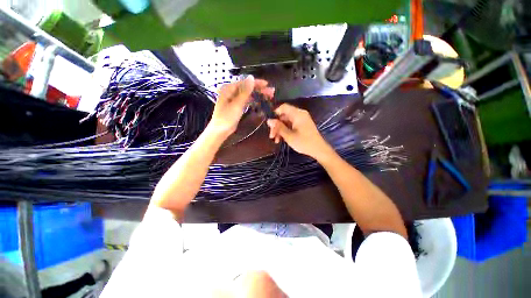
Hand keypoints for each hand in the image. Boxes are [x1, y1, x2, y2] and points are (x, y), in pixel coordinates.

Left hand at [208, 75, 273, 137]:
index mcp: (229, 88)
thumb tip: (251, 77)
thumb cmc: (227, 117)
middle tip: (271, 92)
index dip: (256, 83)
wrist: (220, 131)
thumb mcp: (237, 104)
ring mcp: (234, 99)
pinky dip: (254, 100)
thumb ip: (244, 91)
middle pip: (247, 88)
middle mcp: (231, 91)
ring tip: (268, 96)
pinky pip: (247, 100)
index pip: (245, 82)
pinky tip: (260, 101)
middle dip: (259, 89)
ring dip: (258, 94)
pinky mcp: (237, 106)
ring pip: (248, 94)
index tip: (267, 84)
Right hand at [266, 104, 331, 158]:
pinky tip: (281, 139)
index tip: (270, 124)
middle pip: (284, 116)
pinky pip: (291, 125)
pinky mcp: (302, 125)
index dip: (275, 114)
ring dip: (280, 130)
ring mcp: (301, 120)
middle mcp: (299, 114)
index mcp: (297, 114)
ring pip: (286, 121)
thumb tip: (269, 120)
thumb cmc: (304, 142)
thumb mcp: (289, 136)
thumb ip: (278, 127)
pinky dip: (285, 130)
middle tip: (271, 136)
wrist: (318, 149)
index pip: (283, 107)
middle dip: (276, 125)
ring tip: (276, 140)